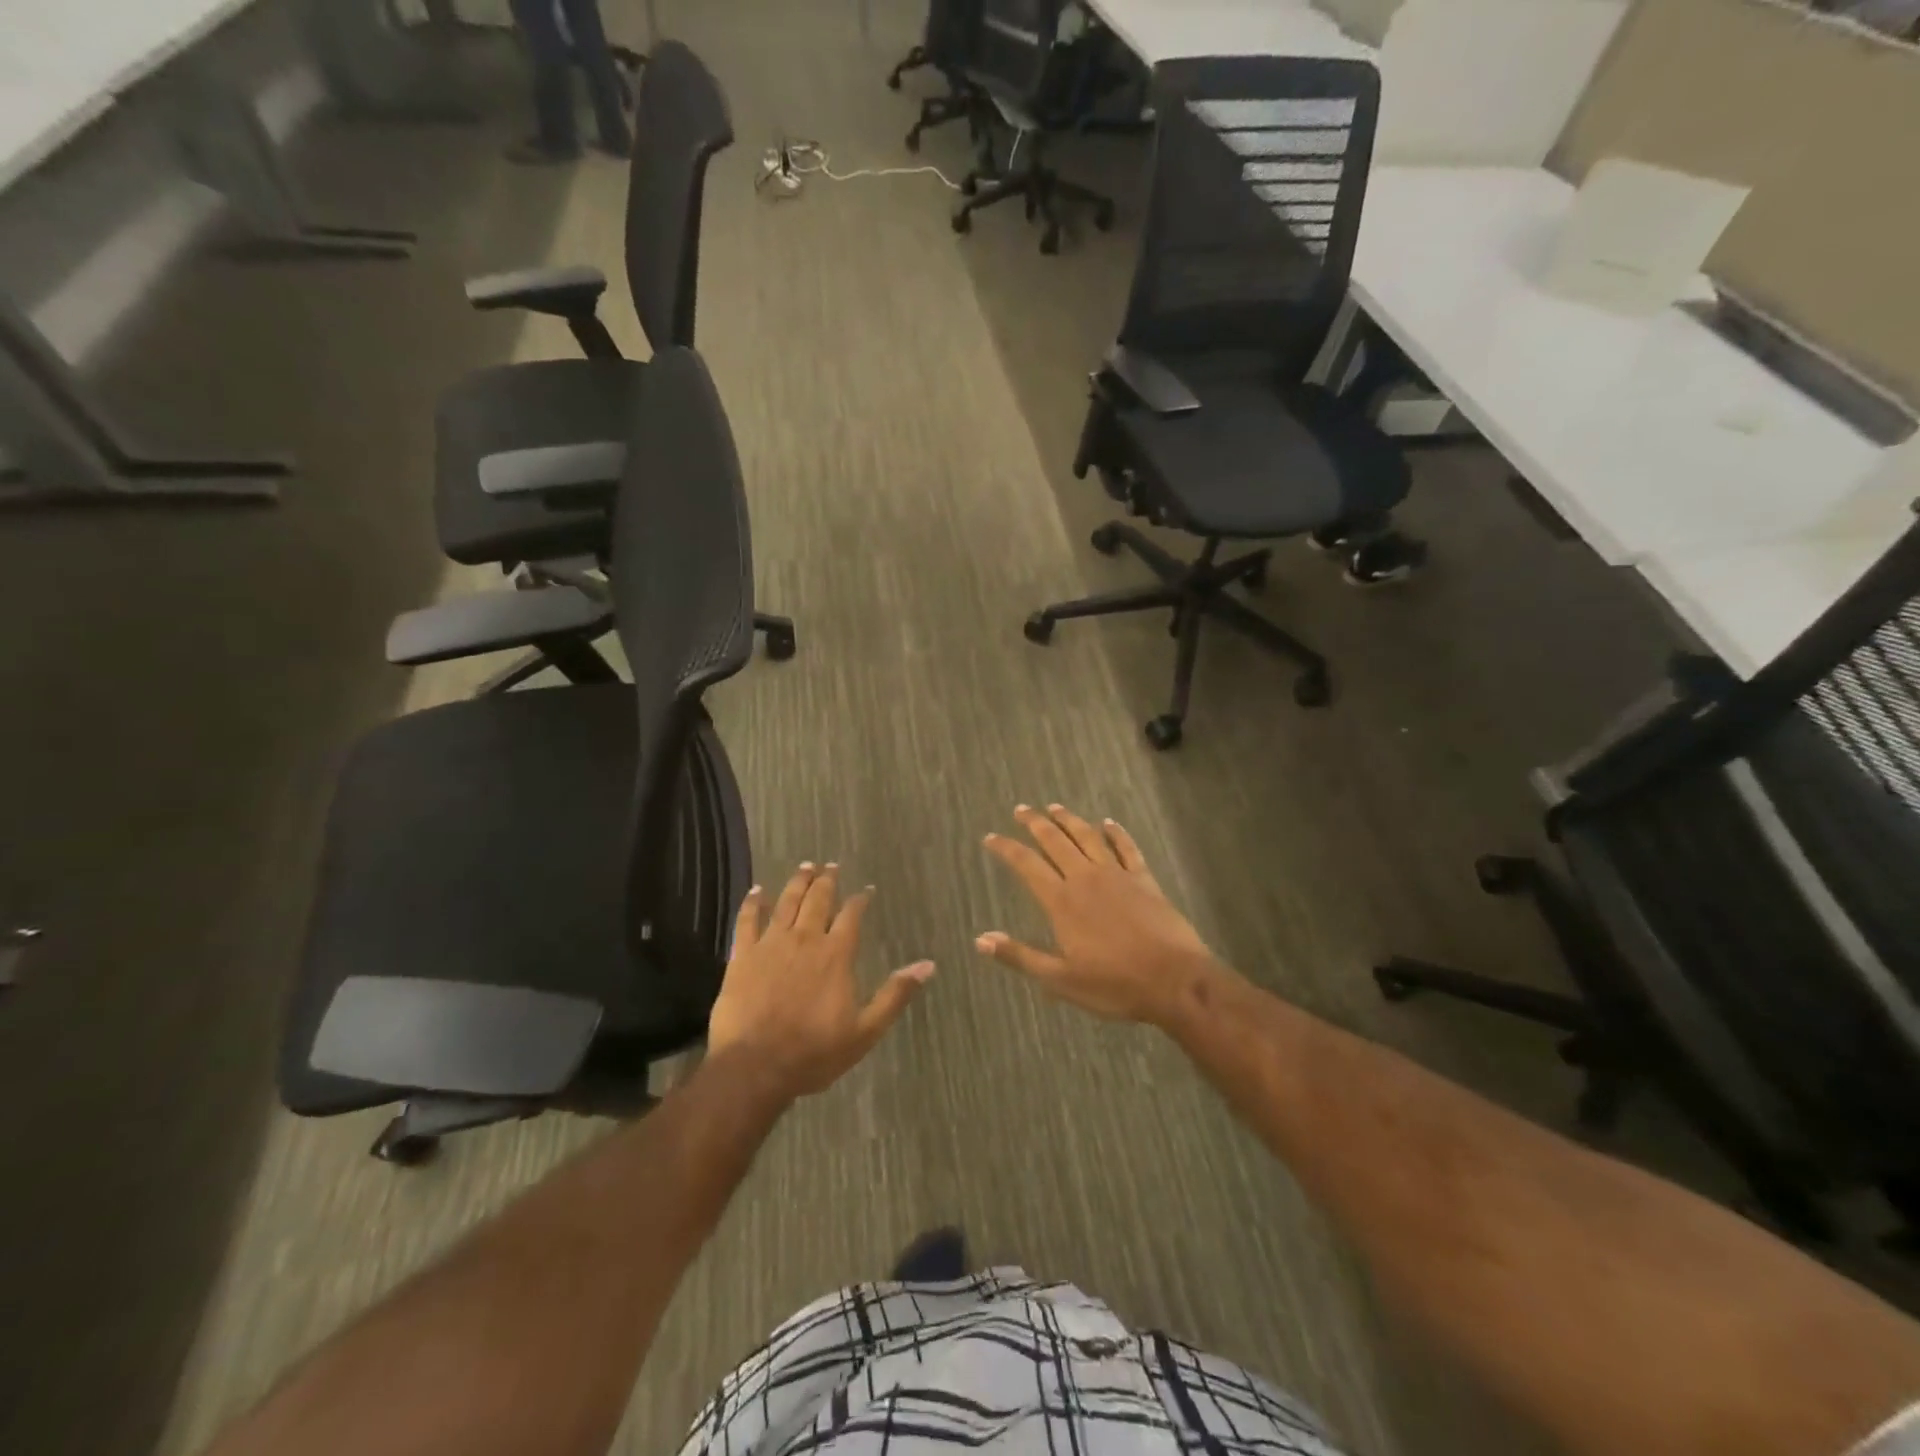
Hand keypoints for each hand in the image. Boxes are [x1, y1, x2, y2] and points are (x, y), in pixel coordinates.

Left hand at [708, 864, 934, 1100]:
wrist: (755, 1066)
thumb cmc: (814, 1053)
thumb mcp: (865, 1031)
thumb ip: (894, 995)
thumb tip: (927, 965)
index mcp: (836, 954)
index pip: (852, 916)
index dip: (860, 900)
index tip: (865, 890)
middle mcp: (806, 939)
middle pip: (818, 900)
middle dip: (827, 881)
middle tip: (831, 866)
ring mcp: (771, 944)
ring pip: (787, 902)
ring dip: (797, 882)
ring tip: (805, 867)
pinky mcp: (743, 955)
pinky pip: (747, 920)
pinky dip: (753, 902)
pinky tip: (757, 890)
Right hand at [976, 804, 1224, 1027]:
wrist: (1175, 981)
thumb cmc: (1114, 985)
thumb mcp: (1060, 979)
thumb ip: (1020, 956)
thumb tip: (980, 940)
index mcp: (1062, 901)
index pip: (1026, 865)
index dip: (1006, 849)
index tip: (991, 837)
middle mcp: (1086, 878)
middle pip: (1055, 841)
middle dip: (1035, 823)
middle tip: (1021, 809)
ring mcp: (1118, 875)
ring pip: (1088, 837)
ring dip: (1070, 820)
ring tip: (1055, 807)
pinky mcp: (1144, 879)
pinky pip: (1127, 848)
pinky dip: (1116, 833)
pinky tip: (1109, 823)